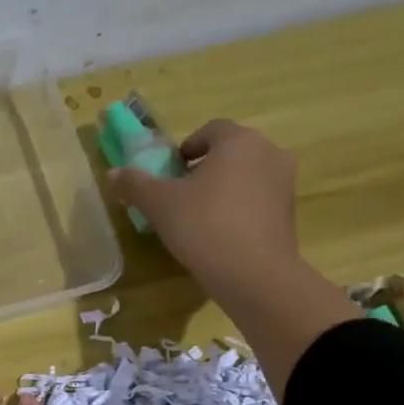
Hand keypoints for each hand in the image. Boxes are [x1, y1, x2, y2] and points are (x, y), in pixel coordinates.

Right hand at [107, 119, 357, 390]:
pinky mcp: (290, 214)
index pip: (211, 130)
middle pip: (231, 153)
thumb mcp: (159, 204)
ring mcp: (285, 184)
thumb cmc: (204, 226)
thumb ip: (135, 184)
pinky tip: (221, 235)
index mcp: (239, 141)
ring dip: (224, 189)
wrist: (254, 275)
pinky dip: (241, 210)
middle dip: (206, 169)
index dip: (187, 147)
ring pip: (247, 177)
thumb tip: (113, 174)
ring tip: (200, 218)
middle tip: (181, 195)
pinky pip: (259, 202)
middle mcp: (269, 153)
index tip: (171, 171)